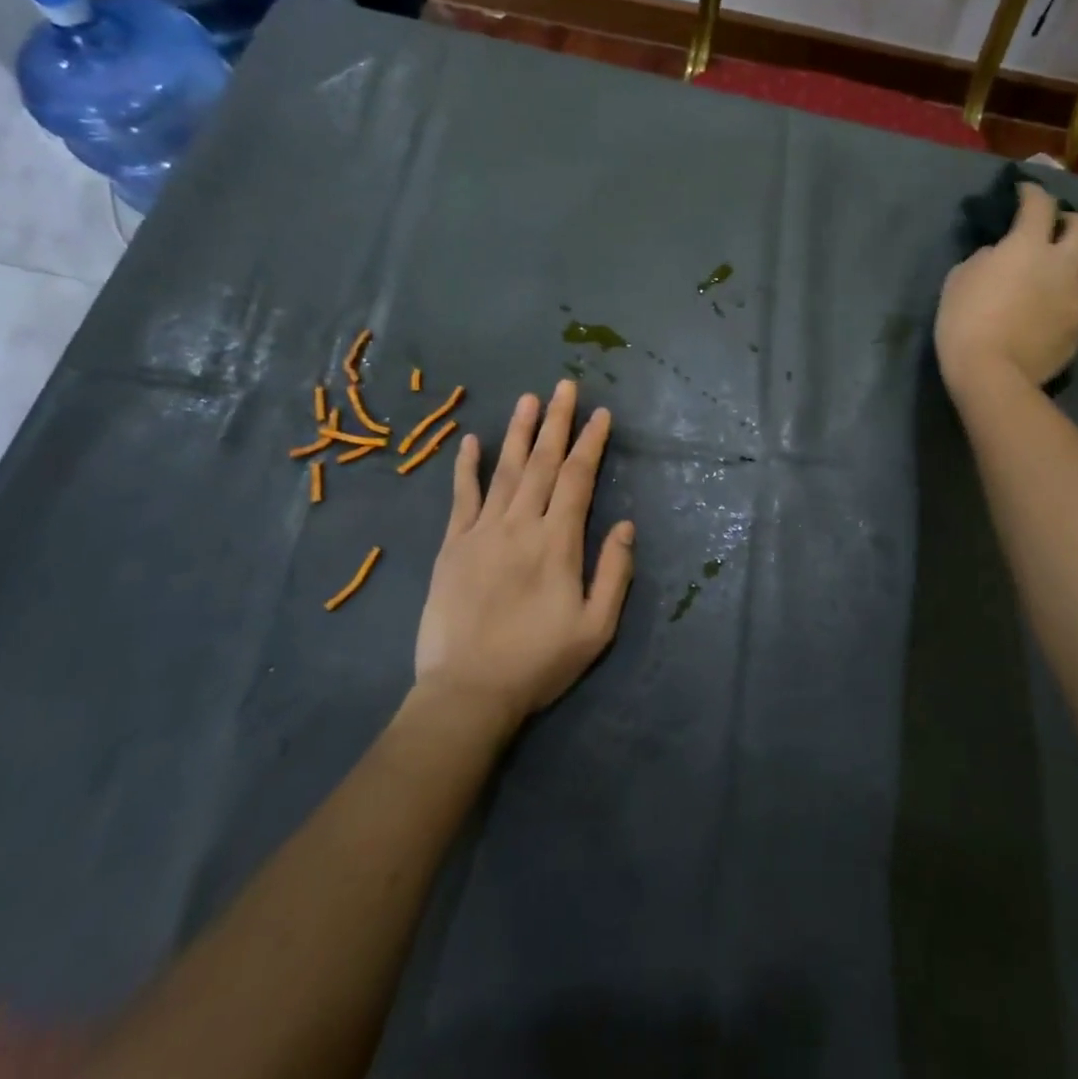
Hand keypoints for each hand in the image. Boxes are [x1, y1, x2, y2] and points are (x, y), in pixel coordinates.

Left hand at [414, 380, 635, 730]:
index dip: (591, 443)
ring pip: (505, 470)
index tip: (601, 414)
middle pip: (543, 463)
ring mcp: (481, 532)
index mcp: (557, 542)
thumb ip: (614, 572)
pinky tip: (471, 441)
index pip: (578, 479)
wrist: (467, 693)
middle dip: (557, 421)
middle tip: (565, 385)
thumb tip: (625, 525)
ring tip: (529, 399)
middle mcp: (520, 525)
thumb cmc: (538, 662)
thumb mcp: (596, 628)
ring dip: (519, 432)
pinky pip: (461, 498)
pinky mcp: (452, 546)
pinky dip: (467, 468)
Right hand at [935, 182, 1077, 398]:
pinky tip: (1057, 311)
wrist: (992, 373)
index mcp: (1027, 246)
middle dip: (1071, 223)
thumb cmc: (964, 321)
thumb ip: (985, 259)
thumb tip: (999, 255)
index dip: (1032, 192)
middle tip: (1054, 232)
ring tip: (1063, 278)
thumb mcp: (959, 279)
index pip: (1039, 205)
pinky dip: (1075, 302)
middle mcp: (1062, 264)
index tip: (1024, 192)